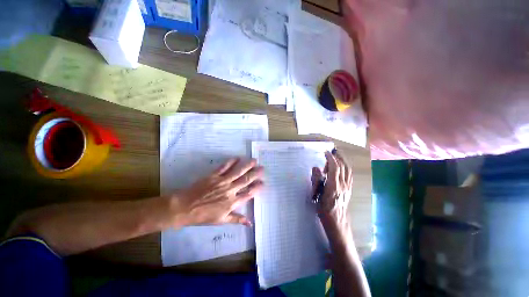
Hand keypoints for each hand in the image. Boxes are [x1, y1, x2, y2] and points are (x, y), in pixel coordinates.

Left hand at [170, 158, 263, 226]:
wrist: (184, 208)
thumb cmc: (203, 216)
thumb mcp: (221, 221)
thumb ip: (237, 219)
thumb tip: (250, 223)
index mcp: (232, 202)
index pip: (249, 193)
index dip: (257, 188)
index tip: (263, 183)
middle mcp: (229, 190)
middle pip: (245, 180)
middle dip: (255, 174)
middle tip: (262, 168)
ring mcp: (222, 181)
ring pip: (237, 172)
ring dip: (247, 166)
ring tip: (254, 160)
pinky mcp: (213, 175)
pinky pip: (224, 167)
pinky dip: (231, 162)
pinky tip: (237, 158)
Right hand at [311, 151, 352, 227]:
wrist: (337, 222)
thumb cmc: (324, 209)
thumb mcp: (317, 195)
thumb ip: (316, 180)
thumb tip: (316, 168)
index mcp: (334, 186)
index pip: (334, 167)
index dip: (330, 158)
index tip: (326, 152)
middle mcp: (343, 185)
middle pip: (343, 167)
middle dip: (338, 156)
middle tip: (332, 150)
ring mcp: (348, 187)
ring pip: (348, 170)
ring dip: (343, 160)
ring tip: (338, 155)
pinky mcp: (349, 189)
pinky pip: (349, 175)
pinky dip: (346, 167)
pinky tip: (342, 166)